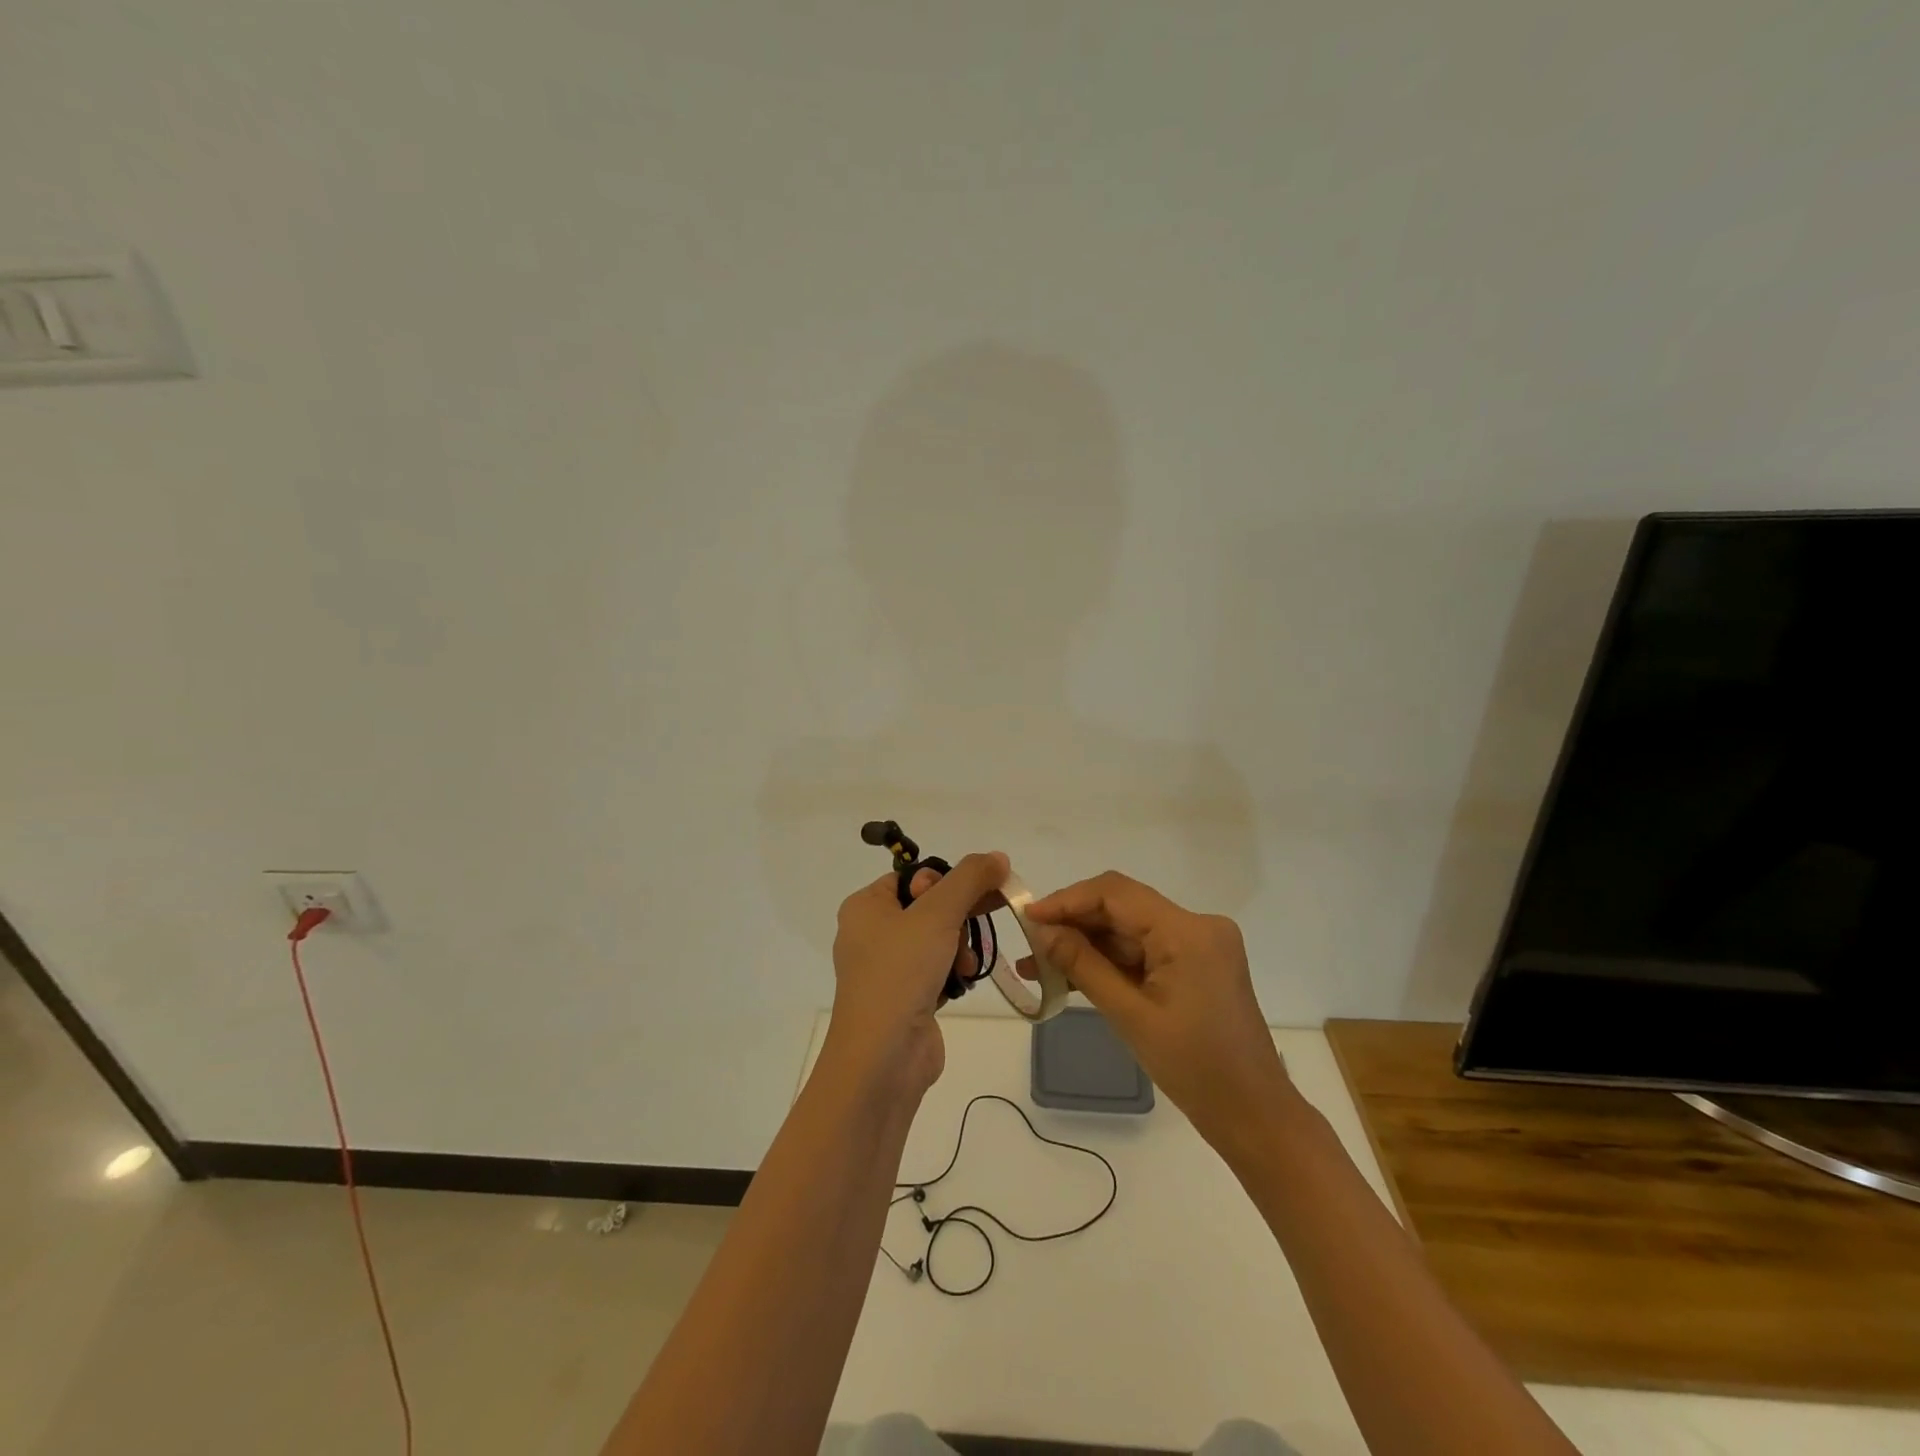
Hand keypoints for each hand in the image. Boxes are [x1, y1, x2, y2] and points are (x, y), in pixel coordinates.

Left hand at [826, 852, 1007, 1095]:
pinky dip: (953, 972)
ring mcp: (886, 968)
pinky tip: (962, 983)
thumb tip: (998, 856)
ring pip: (937, 939)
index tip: (968, 896)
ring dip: (960, 948)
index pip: (913, 876)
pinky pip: (935, 969)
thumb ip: (970, 879)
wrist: (883, 1058)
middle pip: (929, 906)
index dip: (944, 882)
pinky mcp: (903, 997)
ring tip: (965, 966)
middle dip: (960, 917)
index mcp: (865, 906)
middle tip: (988, 917)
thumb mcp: (938, 913)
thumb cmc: (901, 972)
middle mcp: (870, 933)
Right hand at [1023, 872, 1291, 1147]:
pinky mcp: (1196, 963)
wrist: (1253, 1115)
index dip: (1067, 900)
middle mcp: (1197, 925)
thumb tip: (1042, 930)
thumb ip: (1083, 965)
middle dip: (1074, 923)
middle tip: (1029, 943)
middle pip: (1122, 907)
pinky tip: (1072, 975)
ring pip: (1129, 929)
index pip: (1116, 893)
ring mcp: (1199, 944)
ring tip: (1039, 965)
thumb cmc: (1194, 1068)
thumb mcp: (1130, 1015)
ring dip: (1087, 944)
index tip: (1027, 917)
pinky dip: (1110, 960)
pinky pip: (1144, 949)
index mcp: (1188, 931)